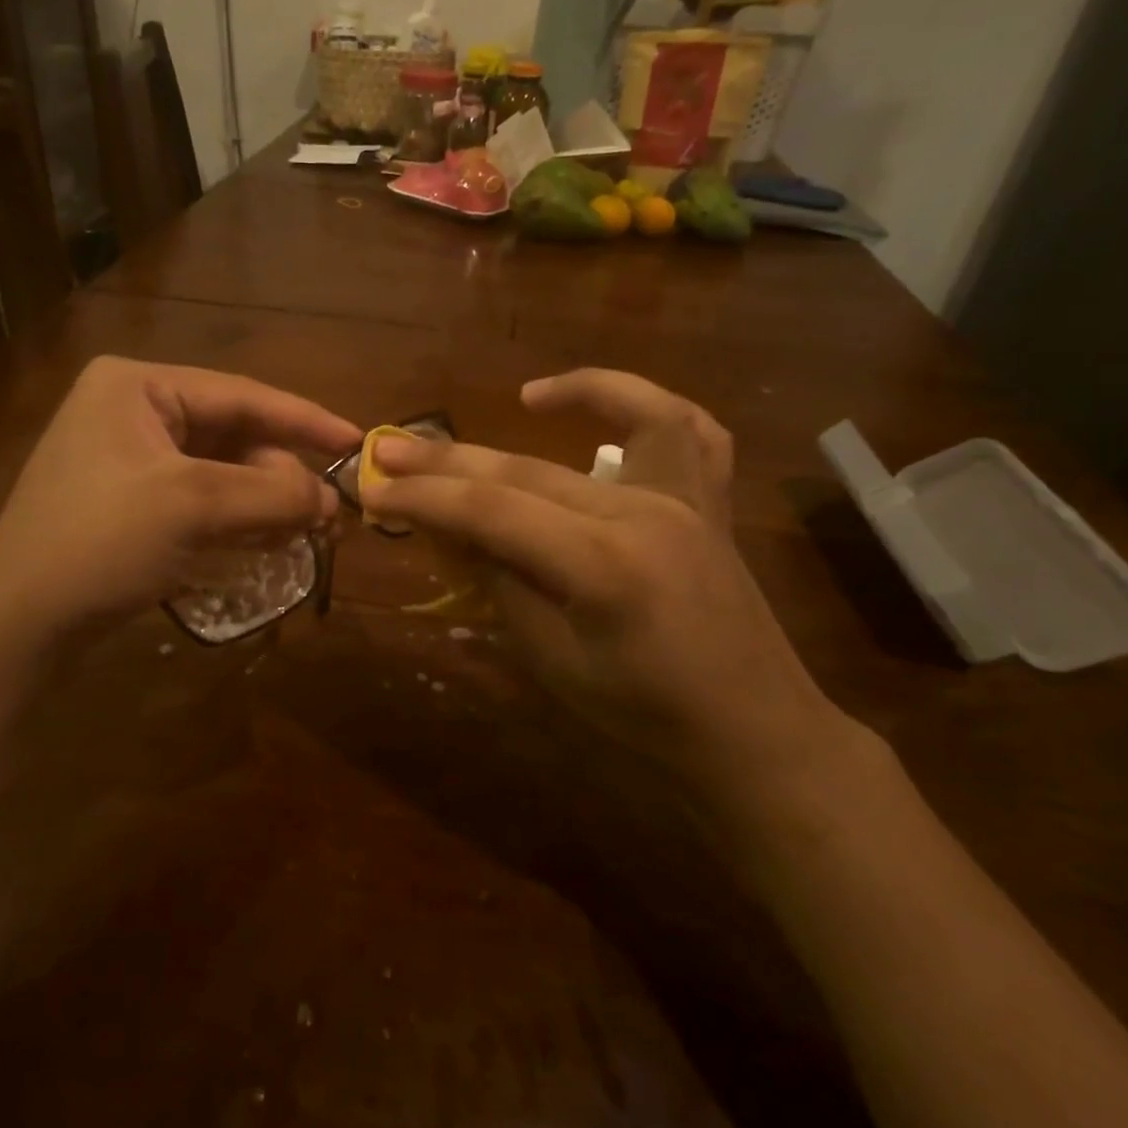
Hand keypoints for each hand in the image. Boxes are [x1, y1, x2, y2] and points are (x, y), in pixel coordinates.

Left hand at [0, 357, 359, 639]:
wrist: (15, 625)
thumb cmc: (99, 543)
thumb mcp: (194, 506)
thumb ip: (272, 493)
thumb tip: (333, 499)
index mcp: (137, 385)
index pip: (241, 394)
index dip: (305, 419)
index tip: (358, 441)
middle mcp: (132, 409)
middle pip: (233, 434)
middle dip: (282, 474)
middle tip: (330, 514)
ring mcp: (128, 457)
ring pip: (221, 469)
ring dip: (265, 499)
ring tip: (308, 532)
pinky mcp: (129, 501)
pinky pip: (201, 497)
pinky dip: (238, 517)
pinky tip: (269, 541)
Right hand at [364, 369, 859, 816]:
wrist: (753, 734)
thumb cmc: (646, 717)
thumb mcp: (553, 662)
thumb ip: (501, 584)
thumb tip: (453, 531)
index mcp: (605, 567)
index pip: (493, 512)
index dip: (426, 499)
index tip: (373, 491)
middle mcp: (648, 514)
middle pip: (530, 470)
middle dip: (452, 460)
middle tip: (392, 449)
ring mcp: (689, 500)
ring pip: (630, 417)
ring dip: (578, 392)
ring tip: (525, 397)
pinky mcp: (710, 503)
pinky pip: (691, 431)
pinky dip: (652, 406)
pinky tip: (609, 407)